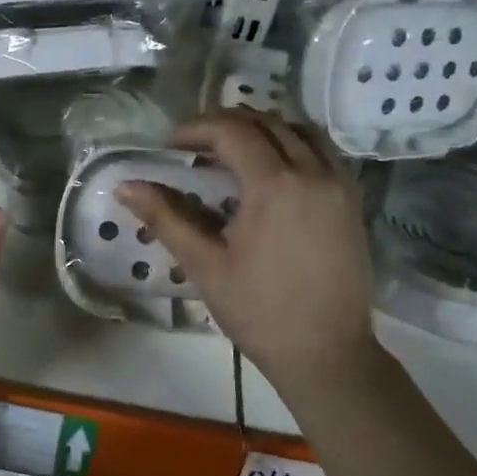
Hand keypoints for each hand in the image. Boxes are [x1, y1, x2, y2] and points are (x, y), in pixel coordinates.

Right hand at [116, 110, 379, 387]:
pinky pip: (322, 151)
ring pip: (299, 130)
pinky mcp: (352, 200)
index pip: (232, 132)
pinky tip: (270, 172)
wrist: (327, 353)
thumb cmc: (259, 311)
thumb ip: (165, 218)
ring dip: (262, 130)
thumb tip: (124, 186)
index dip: (196, 130)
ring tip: (232, 154)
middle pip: (266, 122)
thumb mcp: (204, 265)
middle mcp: (313, 172)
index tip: (170, 147)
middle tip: (195, 149)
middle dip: (225, 125)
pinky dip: (292, 145)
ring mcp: (339, 184)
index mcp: (275, 185)